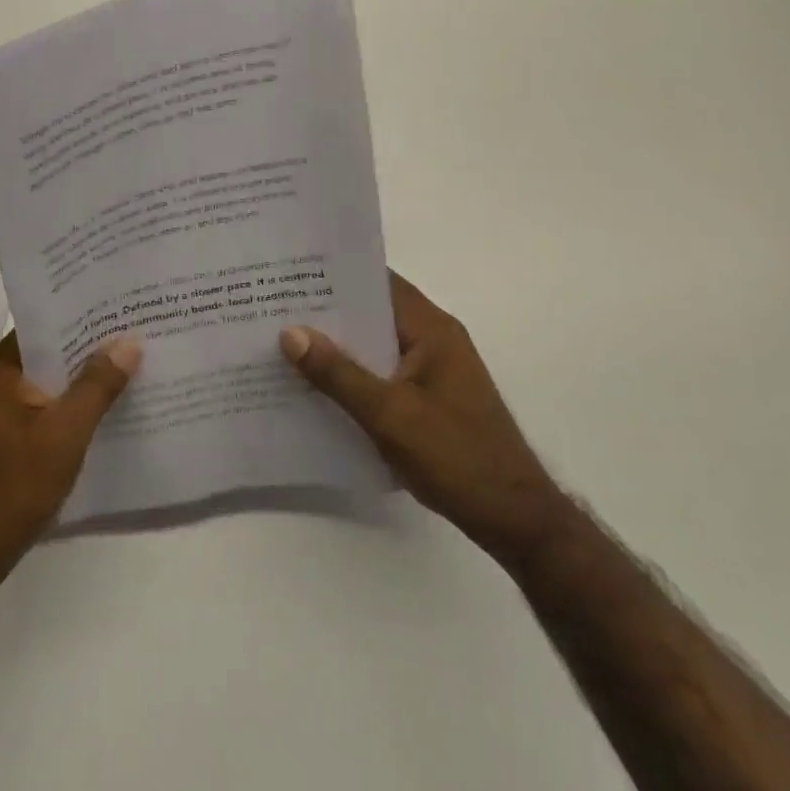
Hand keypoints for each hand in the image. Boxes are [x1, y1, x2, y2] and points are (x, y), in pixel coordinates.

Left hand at [0, 333, 141, 592]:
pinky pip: (48, 407)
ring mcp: (1, 411)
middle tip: (141, 331)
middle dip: (93, 346)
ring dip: (86, 378)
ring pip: (52, 381)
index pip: (47, 323)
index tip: (125, 306)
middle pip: (52, 351)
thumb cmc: (12, 486)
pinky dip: (75, 404)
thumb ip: (97, 385)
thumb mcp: (64, 432)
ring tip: (135, 364)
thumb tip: (129, 340)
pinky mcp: (9, 438)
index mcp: (0, 367)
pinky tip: (110, 408)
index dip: (86, 313)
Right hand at [280, 271, 567, 563]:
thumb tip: (289, 332)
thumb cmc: (456, 457)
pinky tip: (318, 386)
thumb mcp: (389, 414)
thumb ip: (338, 373)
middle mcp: (434, 339)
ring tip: (286, 341)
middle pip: (374, 312)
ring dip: (339, 345)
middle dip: (329, 311)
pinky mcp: (430, 398)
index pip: (379, 282)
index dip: (337, 275)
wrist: (513, 518)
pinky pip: (383, 372)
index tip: (292, 272)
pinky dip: (354, 373)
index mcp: (432, 329)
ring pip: (376, 344)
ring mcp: (434, 370)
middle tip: (276, 306)